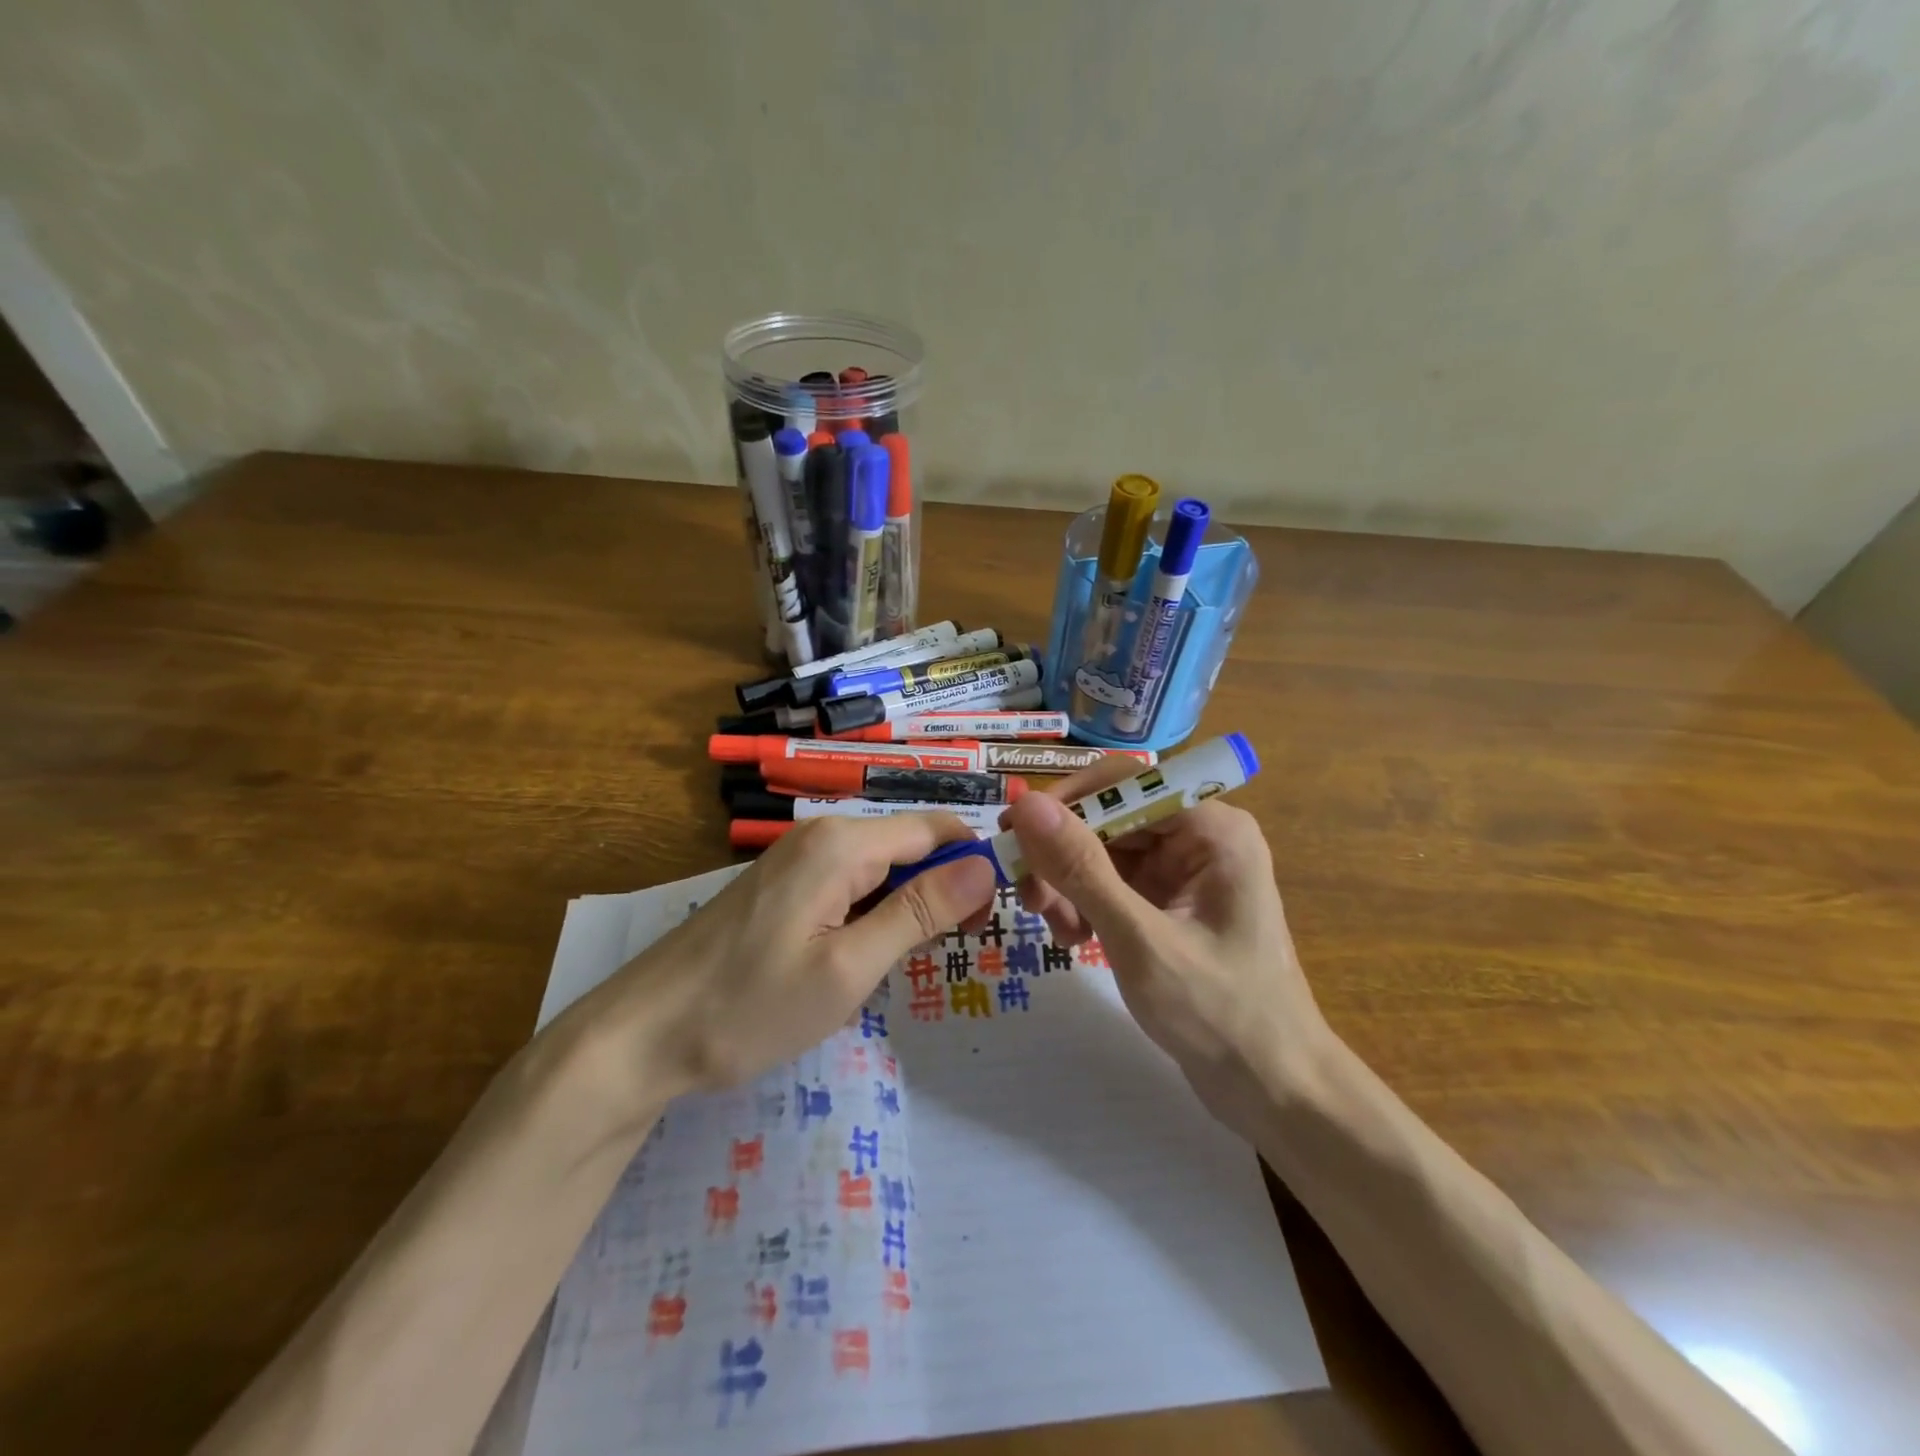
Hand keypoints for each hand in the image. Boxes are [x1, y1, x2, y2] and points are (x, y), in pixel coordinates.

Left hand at [584, 814, 998, 1103]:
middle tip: (951, 951)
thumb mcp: (849, 967)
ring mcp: (797, 859)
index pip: (936, 829)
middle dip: (942, 888)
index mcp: (843, 843)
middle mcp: (822, 835)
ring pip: (881, 867)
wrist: (643, 1035)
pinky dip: (872, 913)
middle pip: (909, 845)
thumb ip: (919, 911)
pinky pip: (848, 884)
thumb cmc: (751, 1006)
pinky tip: (862, 956)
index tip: (989, 920)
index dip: (974, 865)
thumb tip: (986, 866)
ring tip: (905, 962)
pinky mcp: (782, 885)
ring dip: (906, 905)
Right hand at [1000, 760, 1331, 1128]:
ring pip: (1103, 852)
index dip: (1064, 803)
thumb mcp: (1139, 939)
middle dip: (1063, 856)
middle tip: (1028, 898)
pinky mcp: (1171, 901)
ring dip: (1069, 884)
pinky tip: (1075, 938)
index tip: (1014, 837)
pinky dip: (1086, 904)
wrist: (1274, 1089)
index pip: (1122, 782)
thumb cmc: (1219, 1013)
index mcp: (1210, 827)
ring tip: (1056, 929)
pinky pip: (1113, 883)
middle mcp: (1199, 836)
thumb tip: (1026, 804)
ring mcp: (1185, 870)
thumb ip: (1081, 868)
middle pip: (1109, 818)